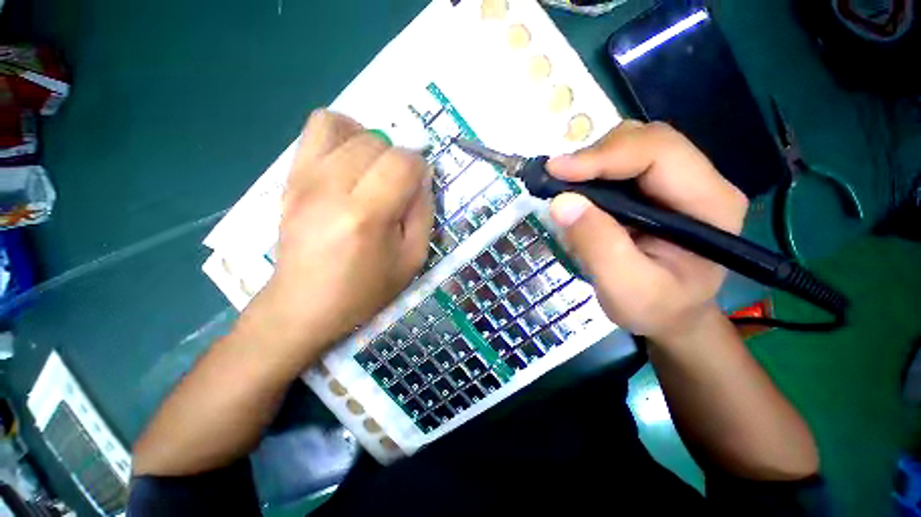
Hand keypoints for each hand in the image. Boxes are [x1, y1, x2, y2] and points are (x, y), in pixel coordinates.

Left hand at [245, 110, 432, 365]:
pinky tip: (349, 159)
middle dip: (397, 159)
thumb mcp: (412, 259)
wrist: (305, 303)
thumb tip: (422, 177)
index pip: (403, 162)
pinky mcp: (291, 177)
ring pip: (348, 127)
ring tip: (373, 170)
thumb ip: (423, 213)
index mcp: (366, 216)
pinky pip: (317, 128)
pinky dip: (342, 132)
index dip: (419, 169)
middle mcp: (331, 188)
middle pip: (377, 142)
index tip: (417, 188)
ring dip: (372, 144)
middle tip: (396, 187)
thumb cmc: (365, 288)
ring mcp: (305, 179)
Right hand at [546, 121, 747, 343]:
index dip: (604, 155)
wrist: (670, 315)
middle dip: (596, 155)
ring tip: (564, 187)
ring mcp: (676, 182)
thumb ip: (597, 246)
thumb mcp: (625, 288)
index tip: (556, 170)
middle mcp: (700, 182)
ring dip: (591, 162)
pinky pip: (620, 165)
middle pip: (645, 140)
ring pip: (630, 146)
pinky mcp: (653, 189)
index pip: (659, 153)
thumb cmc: (655, 308)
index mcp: (710, 204)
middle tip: (556, 179)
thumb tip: (561, 202)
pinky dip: (591, 172)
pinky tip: (577, 191)